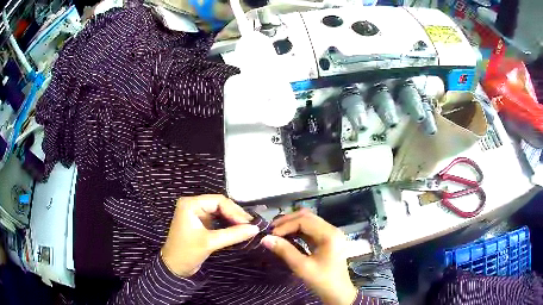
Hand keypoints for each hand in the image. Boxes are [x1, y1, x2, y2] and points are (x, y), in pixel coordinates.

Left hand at [161, 195, 259, 276]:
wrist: (174, 267)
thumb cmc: (187, 252)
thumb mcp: (210, 243)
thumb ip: (233, 234)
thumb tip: (256, 229)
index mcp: (191, 204)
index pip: (218, 201)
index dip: (235, 211)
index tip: (249, 223)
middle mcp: (193, 205)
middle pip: (220, 205)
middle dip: (235, 215)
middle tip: (252, 225)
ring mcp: (197, 214)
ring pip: (220, 212)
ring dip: (233, 220)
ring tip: (248, 227)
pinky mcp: (200, 224)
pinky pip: (217, 220)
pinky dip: (228, 225)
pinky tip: (238, 230)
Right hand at [261, 209, 357, 304]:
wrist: (338, 293)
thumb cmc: (322, 280)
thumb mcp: (302, 267)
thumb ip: (284, 251)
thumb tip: (265, 238)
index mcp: (329, 234)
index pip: (304, 221)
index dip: (285, 225)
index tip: (271, 235)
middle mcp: (331, 229)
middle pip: (307, 217)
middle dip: (288, 221)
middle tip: (271, 230)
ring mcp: (330, 234)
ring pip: (309, 221)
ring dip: (292, 225)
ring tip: (277, 232)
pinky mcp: (327, 240)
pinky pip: (311, 230)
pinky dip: (298, 231)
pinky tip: (287, 237)